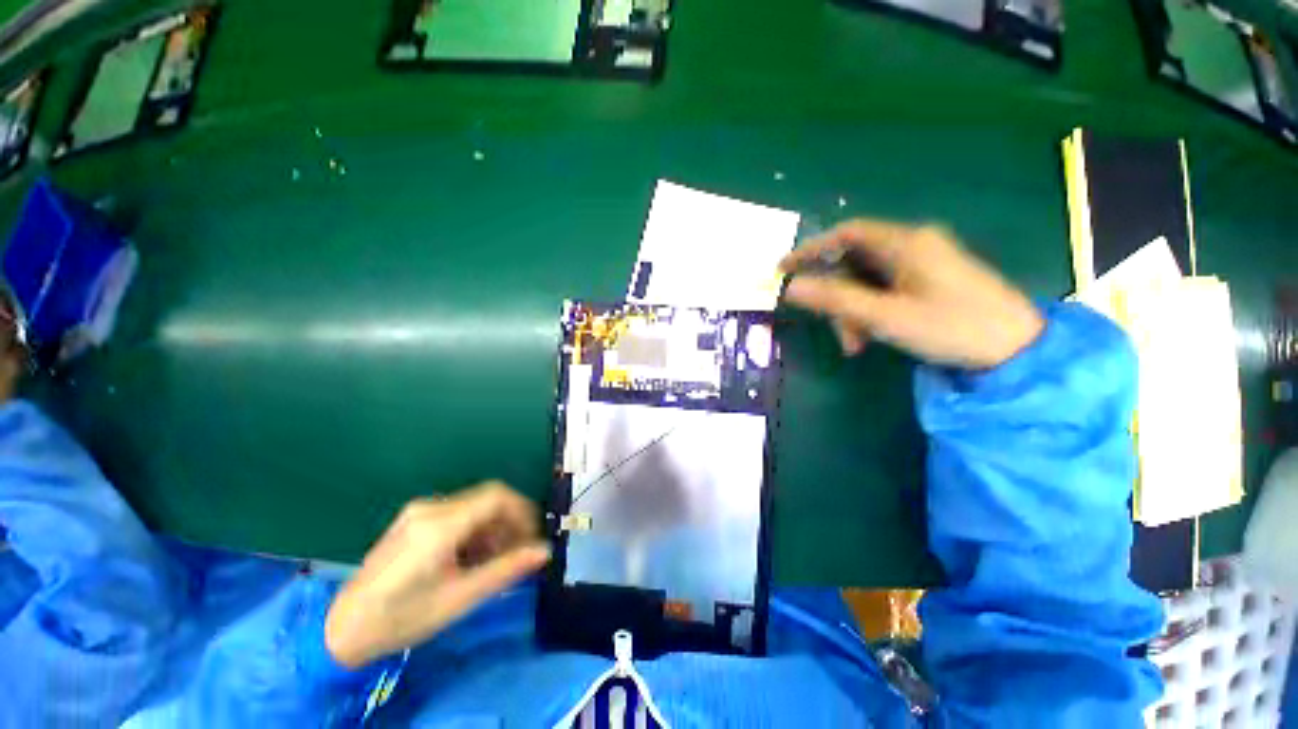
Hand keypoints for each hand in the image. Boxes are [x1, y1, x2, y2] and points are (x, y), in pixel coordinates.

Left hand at [324, 482, 550, 667]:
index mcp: (440, 524)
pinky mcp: (414, 519)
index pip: (497, 496)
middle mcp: (430, 507)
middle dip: (509, 523)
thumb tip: (544, 551)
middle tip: (516, 553)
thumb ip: (505, 570)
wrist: (344, 628)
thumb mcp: (459, 598)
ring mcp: (419, 511)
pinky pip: (458, 513)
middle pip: (487, 499)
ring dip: (492, 528)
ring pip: (474, 506)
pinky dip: (474, 530)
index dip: (523, 511)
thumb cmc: (403, 617)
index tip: (532, 537)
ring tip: (493, 560)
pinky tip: (470, 557)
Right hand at [780, 220, 1042, 368]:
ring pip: (867, 281)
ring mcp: (922, 263)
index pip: (846, 233)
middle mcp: (913, 245)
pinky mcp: (929, 280)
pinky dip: (870, 312)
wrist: (1016, 350)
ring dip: (852, 311)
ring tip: (855, 345)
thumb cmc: (952, 327)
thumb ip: (835, 300)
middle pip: (854, 262)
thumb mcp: (885, 316)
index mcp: (906, 243)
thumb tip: (791, 287)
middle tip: (831, 328)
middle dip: (836, 297)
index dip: (811, 248)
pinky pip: (884, 290)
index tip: (783, 269)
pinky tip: (870, 338)